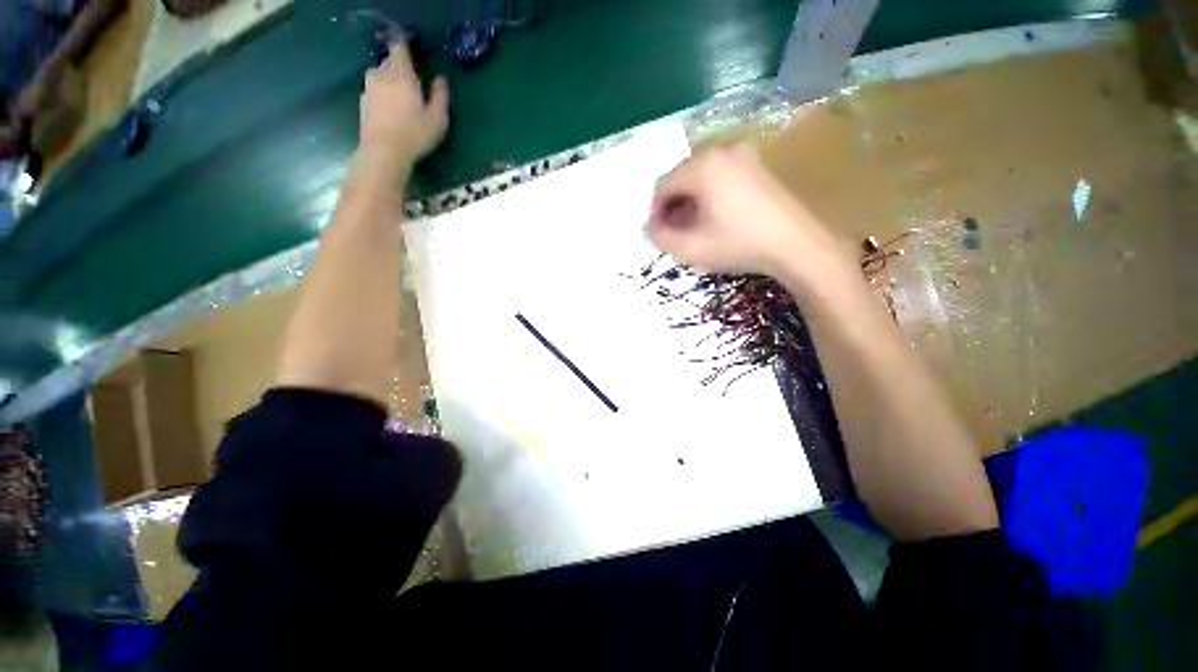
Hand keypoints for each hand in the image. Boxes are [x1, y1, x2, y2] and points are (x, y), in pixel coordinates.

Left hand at [360, 40, 448, 164]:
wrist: (384, 151)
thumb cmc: (415, 134)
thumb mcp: (437, 118)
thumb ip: (440, 96)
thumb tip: (441, 80)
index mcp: (402, 74)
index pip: (400, 49)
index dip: (404, 46)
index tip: (411, 50)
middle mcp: (382, 75)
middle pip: (389, 61)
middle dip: (398, 65)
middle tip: (410, 78)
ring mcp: (369, 88)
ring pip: (379, 74)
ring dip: (388, 78)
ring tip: (399, 93)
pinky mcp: (363, 102)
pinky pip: (373, 89)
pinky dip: (381, 93)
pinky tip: (389, 107)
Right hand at [647, 145, 849, 279]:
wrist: (795, 244)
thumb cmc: (738, 245)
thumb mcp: (691, 248)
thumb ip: (660, 237)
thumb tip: (649, 227)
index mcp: (702, 166)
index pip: (662, 185)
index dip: (655, 212)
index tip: (660, 234)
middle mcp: (721, 151)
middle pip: (680, 177)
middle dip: (673, 205)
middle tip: (677, 232)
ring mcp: (742, 155)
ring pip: (700, 177)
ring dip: (690, 201)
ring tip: (695, 227)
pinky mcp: (757, 165)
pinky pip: (720, 176)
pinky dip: (709, 195)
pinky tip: (717, 217)